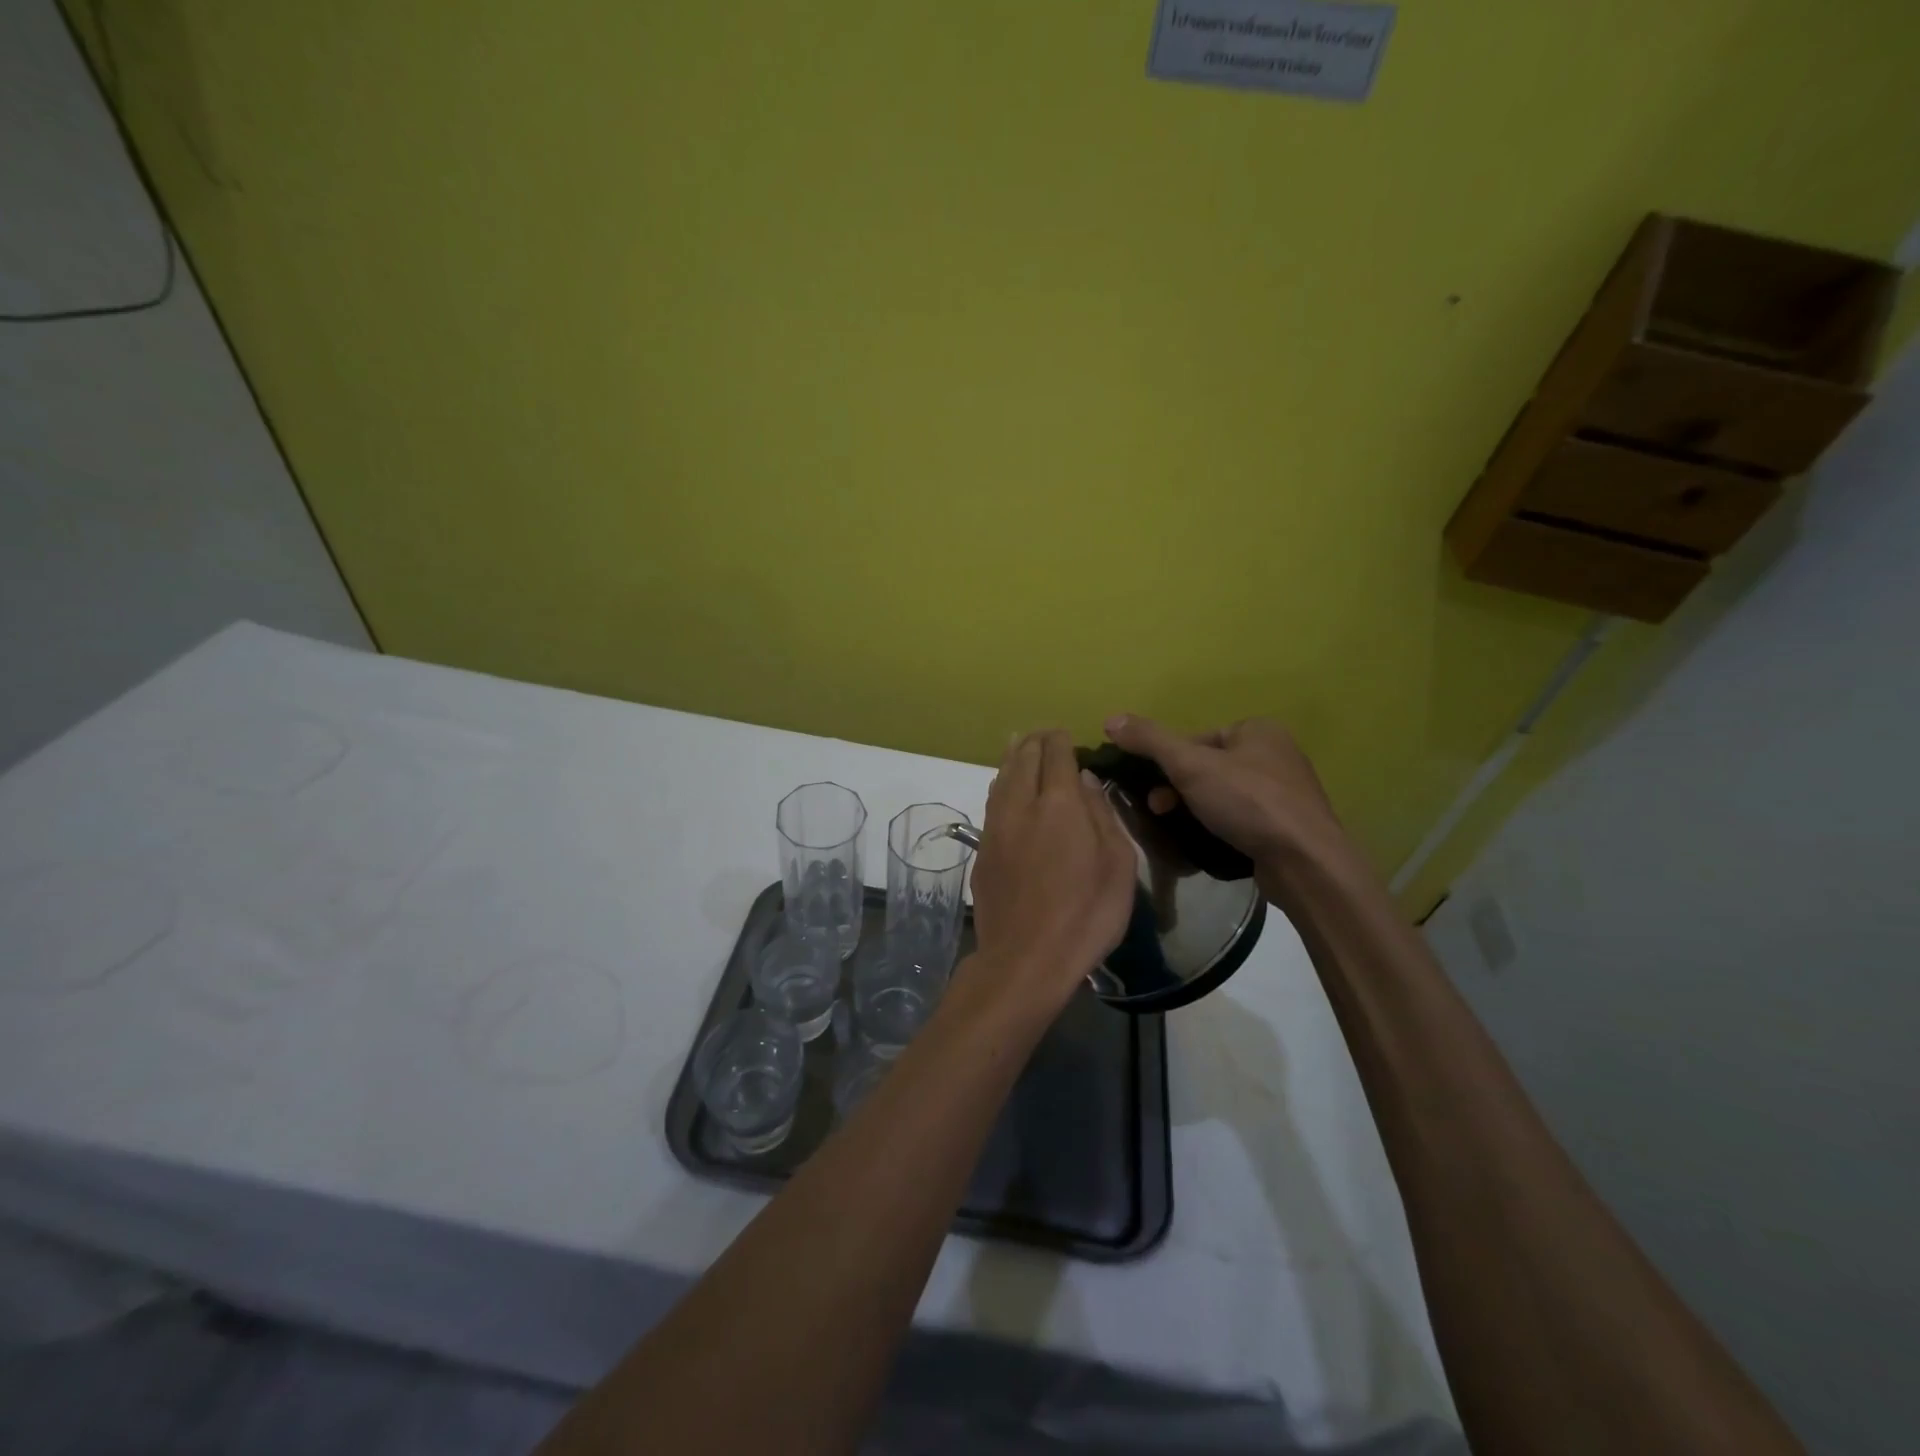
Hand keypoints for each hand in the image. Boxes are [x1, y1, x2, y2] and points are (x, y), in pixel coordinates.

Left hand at [968, 730, 1135, 1010]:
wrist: (1026, 958)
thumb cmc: (1086, 914)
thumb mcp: (1117, 865)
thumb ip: (1101, 814)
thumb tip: (1084, 780)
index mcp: (1059, 803)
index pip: (1056, 753)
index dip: (1061, 739)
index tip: (1068, 736)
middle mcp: (1021, 804)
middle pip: (1023, 758)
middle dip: (1035, 741)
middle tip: (1044, 735)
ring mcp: (996, 826)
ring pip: (1001, 776)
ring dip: (1013, 757)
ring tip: (1020, 745)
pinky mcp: (982, 848)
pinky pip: (992, 801)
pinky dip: (1001, 784)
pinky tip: (1004, 786)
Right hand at [1104, 715, 1349, 881]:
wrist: (1305, 862)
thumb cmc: (1248, 802)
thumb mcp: (1189, 765)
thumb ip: (1150, 741)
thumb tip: (1110, 719)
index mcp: (1258, 729)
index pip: (1197, 738)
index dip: (1169, 762)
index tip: (1154, 788)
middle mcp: (1277, 753)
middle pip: (1209, 766)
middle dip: (1180, 788)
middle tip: (1160, 811)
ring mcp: (1287, 791)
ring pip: (1225, 793)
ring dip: (1199, 808)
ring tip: (1181, 830)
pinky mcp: (1290, 824)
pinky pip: (1244, 817)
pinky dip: (1224, 826)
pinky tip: (1213, 842)